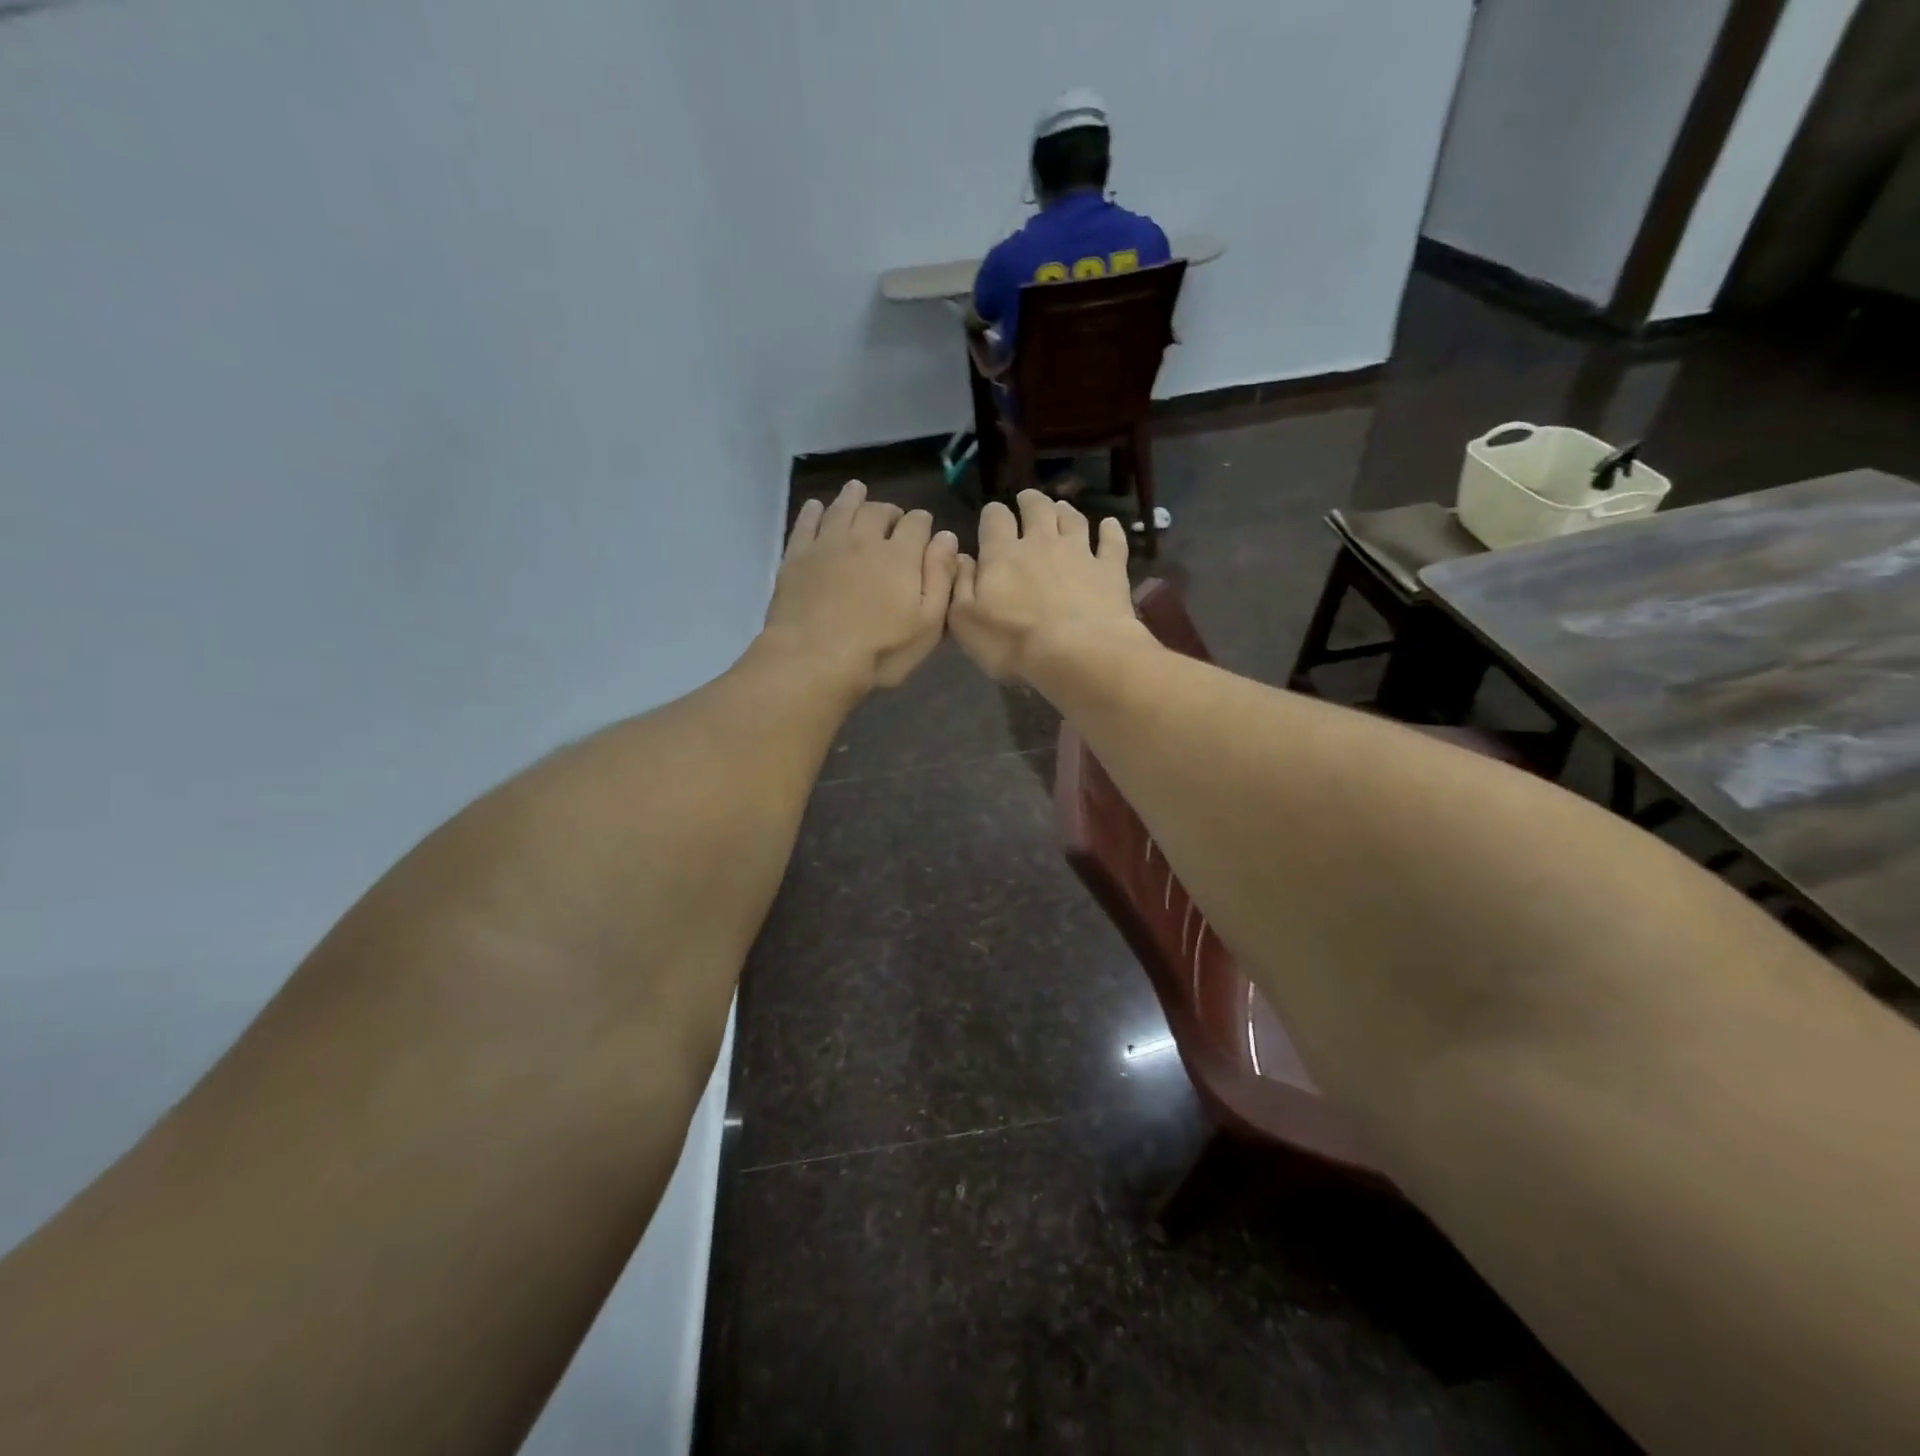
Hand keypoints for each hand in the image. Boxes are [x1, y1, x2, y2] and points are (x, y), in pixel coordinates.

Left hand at [764, 480, 959, 690]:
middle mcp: (864, 539)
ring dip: (853, 498)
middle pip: (878, 511)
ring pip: (842, 508)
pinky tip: (817, 507)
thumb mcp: (927, 624)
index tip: (924, 528)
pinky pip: (806, 523)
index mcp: (900, 556)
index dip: (922, 523)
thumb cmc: (880, 650)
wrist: (814, 658)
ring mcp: (827, 544)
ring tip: (858, 491)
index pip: (917, 524)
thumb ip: (940, 578)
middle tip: (892, 517)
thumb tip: (947, 538)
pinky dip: (814, 511)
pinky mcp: (797, 556)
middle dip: (889, 511)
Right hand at [949, 491, 1149, 681]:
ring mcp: (1080, 552)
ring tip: (1061, 508)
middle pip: (1036, 508)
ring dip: (1065, 510)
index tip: (992, 518)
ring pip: (1073, 519)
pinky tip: (1110, 524)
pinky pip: (1112, 541)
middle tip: (1027, 500)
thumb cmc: (1013, 642)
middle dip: (1030, 501)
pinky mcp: (1110, 569)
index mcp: (1002, 553)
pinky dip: (1111, 530)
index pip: (995, 519)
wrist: (1077, 654)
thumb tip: (961, 557)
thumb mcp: (965, 621)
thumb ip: (960, 585)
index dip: (993, 515)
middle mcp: (1041, 542)